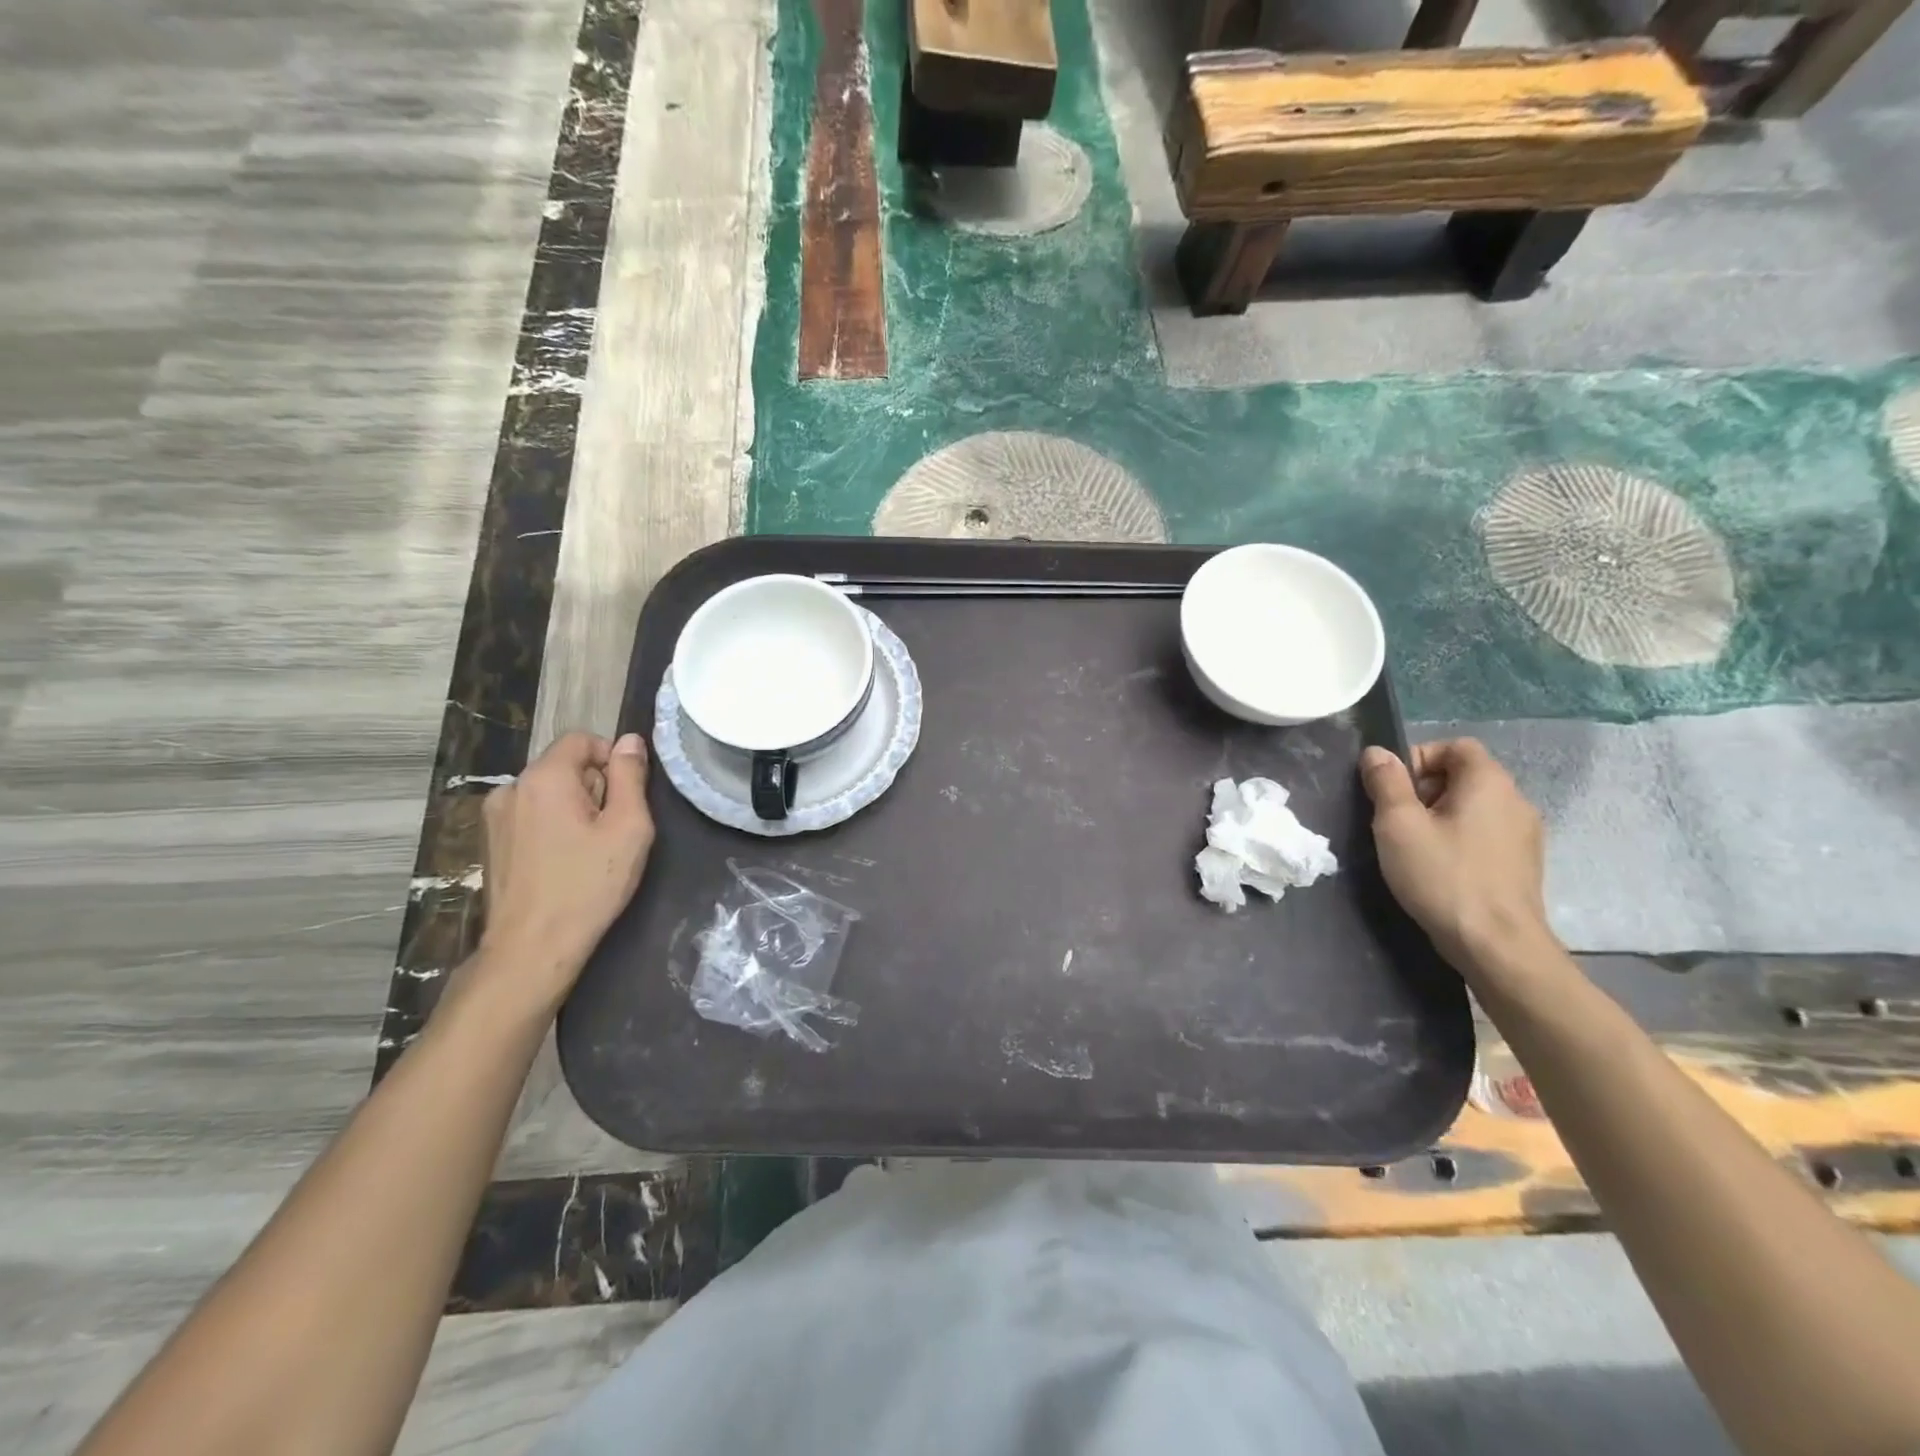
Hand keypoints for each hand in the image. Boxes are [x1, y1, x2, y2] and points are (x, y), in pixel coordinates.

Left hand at [477, 731, 654, 1012]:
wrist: (532, 947)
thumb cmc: (589, 885)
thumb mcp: (628, 827)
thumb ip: (630, 776)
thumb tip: (630, 740)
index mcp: (544, 777)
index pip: (582, 739)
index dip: (612, 759)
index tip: (627, 798)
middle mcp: (512, 787)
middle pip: (565, 766)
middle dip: (594, 787)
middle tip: (612, 830)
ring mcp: (495, 816)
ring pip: (548, 792)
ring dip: (573, 808)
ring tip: (589, 850)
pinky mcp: (490, 842)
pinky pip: (531, 815)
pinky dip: (552, 827)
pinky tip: (563, 862)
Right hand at [1359, 738, 1556, 975]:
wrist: (1498, 946)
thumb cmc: (1443, 876)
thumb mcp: (1398, 825)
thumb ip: (1386, 783)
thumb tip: (1377, 752)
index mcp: (1488, 783)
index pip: (1454, 746)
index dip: (1418, 758)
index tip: (1393, 791)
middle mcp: (1515, 800)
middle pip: (1463, 775)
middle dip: (1424, 790)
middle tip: (1396, 821)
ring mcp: (1524, 835)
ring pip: (1472, 807)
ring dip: (1439, 817)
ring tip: (1413, 848)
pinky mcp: (1522, 864)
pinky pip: (1484, 834)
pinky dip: (1458, 839)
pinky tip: (1440, 868)